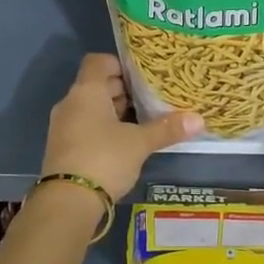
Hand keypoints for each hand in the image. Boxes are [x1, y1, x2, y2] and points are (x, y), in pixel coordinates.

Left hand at [42, 54, 200, 201]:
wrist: (67, 201)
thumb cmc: (104, 159)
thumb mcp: (139, 143)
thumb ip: (166, 129)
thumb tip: (199, 119)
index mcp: (86, 91)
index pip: (98, 62)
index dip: (119, 64)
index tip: (142, 75)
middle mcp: (71, 103)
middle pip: (96, 85)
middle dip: (122, 90)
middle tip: (150, 97)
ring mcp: (63, 126)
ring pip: (91, 108)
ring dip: (114, 111)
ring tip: (143, 119)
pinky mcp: (63, 148)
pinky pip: (85, 126)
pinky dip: (103, 128)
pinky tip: (125, 141)